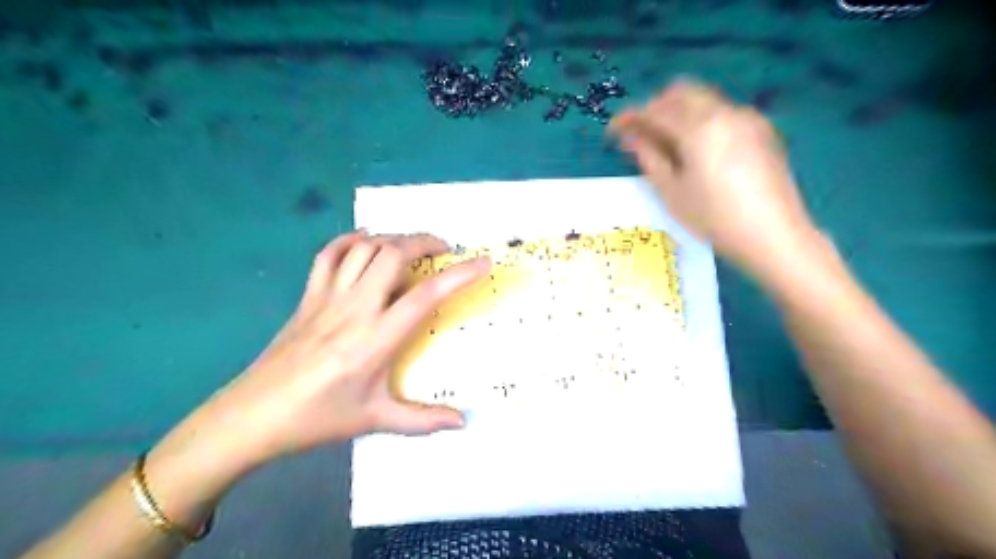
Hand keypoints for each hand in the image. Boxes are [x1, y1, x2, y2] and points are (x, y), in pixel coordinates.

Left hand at [193, 230, 488, 467]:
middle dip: (424, 242)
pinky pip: (329, 254)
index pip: (426, 295)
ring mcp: (328, 297)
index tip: (483, 262)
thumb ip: (423, 420)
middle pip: (394, 254)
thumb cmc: (319, 418)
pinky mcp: (308, 296)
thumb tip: (464, 422)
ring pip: (365, 248)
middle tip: (443, 249)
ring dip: (393, 238)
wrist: (252, 415)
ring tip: (411, 247)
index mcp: (377, 338)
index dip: (460, 274)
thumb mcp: (375, 419)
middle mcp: (356, 308)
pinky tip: (365, 242)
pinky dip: (351, 240)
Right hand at [611, 79, 820, 275]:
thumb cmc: (714, 218)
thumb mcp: (672, 192)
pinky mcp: (762, 129)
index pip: (654, 110)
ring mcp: (747, 118)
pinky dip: (702, 120)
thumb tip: (630, 138)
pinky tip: (699, 149)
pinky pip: (723, 112)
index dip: (629, 118)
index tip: (613, 131)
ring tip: (667, 143)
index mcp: (698, 128)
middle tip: (641, 135)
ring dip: (678, 112)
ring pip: (703, 99)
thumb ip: (649, 157)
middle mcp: (723, 112)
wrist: (773, 234)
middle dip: (655, 107)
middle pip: (680, 92)